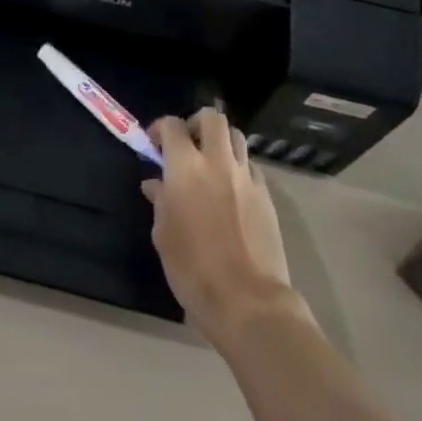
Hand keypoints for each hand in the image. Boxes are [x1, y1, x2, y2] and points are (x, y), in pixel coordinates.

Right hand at [143, 109, 299, 345]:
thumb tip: (156, 185)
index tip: (154, 144)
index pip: (172, 125)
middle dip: (196, 123)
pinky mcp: (267, 196)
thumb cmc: (194, 269)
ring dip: (221, 142)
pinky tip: (232, 191)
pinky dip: (239, 169)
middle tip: (188, 144)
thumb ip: (160, 201)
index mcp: (185, 167)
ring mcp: (246, 177)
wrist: (248, 302)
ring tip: (212, 164)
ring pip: (236, 137)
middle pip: (212, 118)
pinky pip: (251, 167)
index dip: (160, 129)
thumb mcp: (164, 235)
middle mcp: (217, 162)